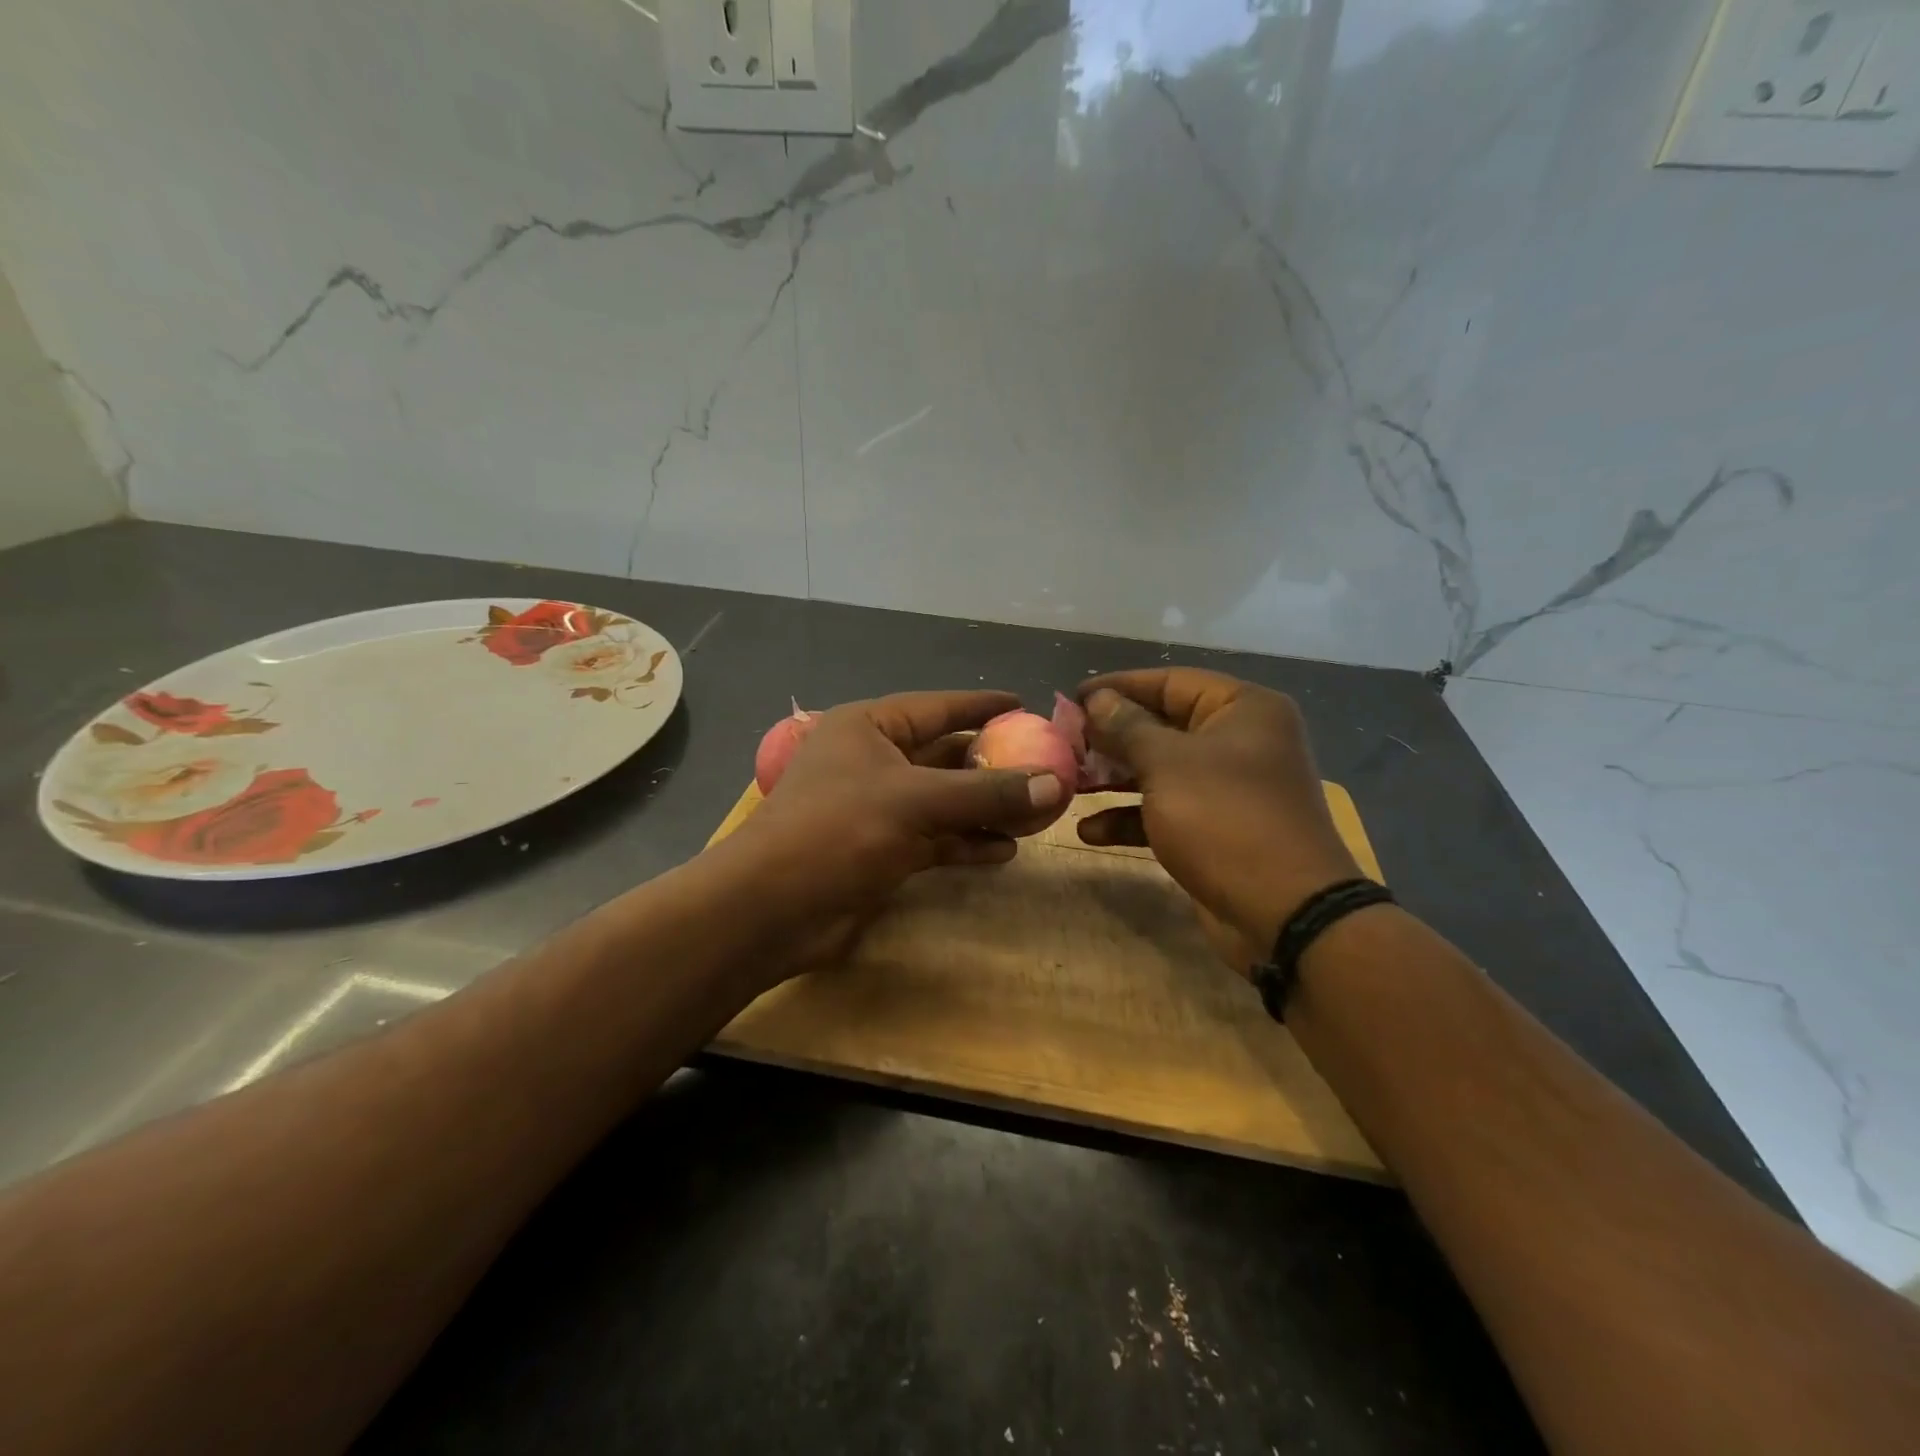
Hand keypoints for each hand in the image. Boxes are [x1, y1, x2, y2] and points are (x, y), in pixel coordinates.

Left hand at [713, 690, 1062, 984]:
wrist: (773, 908)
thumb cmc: (839, 830)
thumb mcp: (917, 802)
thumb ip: (986, 792)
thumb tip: (1055, 784)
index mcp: (869, 727)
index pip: (937, 707)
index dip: (981, 705)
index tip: (1024, 703)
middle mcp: (873, 761)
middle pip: (944, 755)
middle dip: (992, 764)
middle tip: (1043, 765)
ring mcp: (876, 808)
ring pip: (943, 801)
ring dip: (985, 808)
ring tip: (1035, 812)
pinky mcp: (881, 850)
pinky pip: (935, 838)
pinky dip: (966, 842)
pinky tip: (1004, 850)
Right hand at [1076, 669, 1364, 973]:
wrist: (1285, 913)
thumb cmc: (1225, 819)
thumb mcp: (1167, 765)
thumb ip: (1127, 727)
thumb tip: (1097, 699)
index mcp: (1243, 709)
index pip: (1171, 682)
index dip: (1118, 687)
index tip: (1073, 698)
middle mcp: (1240, 741)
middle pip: (1163, 726)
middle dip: (1112, 737)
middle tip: (1065, 743)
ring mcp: (1230, 787)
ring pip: (1161, 770)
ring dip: (1115, 779)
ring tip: (1071, 783)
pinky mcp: (1218, 828)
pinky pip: (1168, 809)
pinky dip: (1132, 817)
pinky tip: (1090, 831)